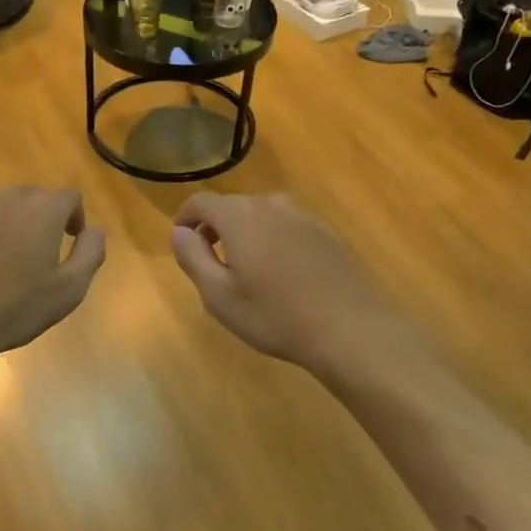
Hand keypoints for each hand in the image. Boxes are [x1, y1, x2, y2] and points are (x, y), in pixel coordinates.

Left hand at [0, 187, 106, 363]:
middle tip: (42, 249)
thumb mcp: (70, 290)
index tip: (71, 239)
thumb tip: (95, 230)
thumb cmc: (16, 308)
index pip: (69, 196)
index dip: (75, 215)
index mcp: (43, 212)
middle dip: (44, 215)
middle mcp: (9, 199)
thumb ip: (91, 253)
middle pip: (34, 196)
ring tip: (8, 255)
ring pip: (2, 203)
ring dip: (12, 220)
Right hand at [171, 193, 410, 375]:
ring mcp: (303, 216)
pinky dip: (275, 241)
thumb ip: (192, 257)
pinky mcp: (327, 233)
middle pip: (232, 207)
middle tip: (211, 264)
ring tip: (248, 271)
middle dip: (215, 229)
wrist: (350, 329)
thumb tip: (179, 233)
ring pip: (262, 216)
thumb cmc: (275, 315)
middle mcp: (270, 204)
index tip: (182, 242)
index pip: (201, 202)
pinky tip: (283, 276)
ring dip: (247, 234)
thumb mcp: (219, 295)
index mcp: (239, 216)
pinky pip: (288, 228)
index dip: (186, 219)